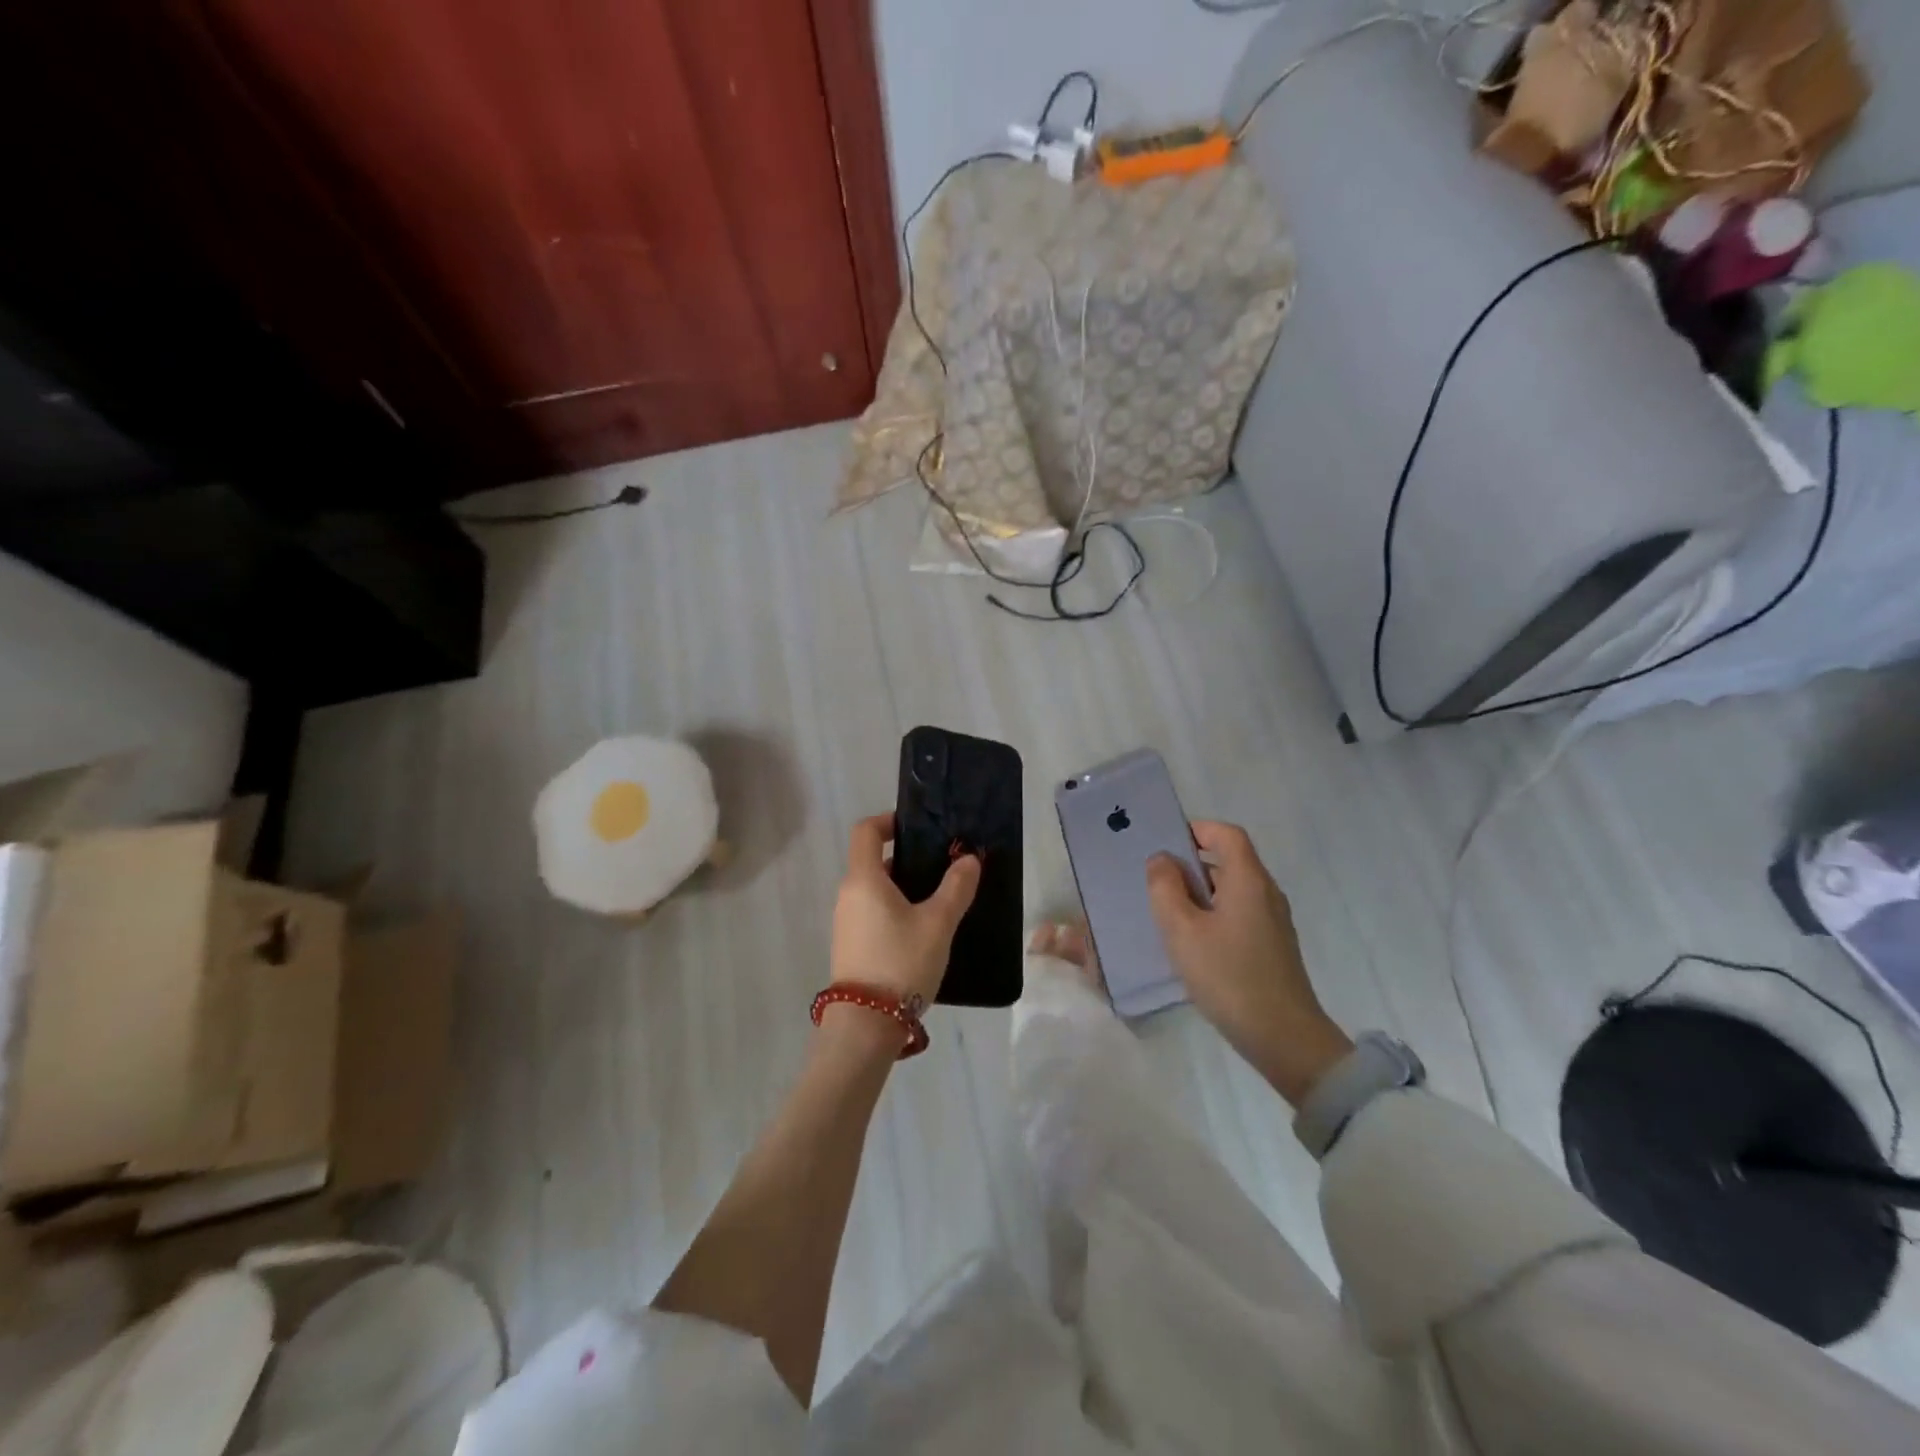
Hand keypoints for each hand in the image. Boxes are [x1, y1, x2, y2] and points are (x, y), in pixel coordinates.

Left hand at [831, 814, 979, 1004]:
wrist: (865, 1026)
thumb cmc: (901, 963)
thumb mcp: (938, 923)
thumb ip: (956, 888)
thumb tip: (968, 859)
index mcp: (863, 879)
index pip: (865, 831)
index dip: (889, 821)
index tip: (918, 829)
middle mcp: (848, 895)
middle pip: (872, 860)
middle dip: (907, 859)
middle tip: (942, 867)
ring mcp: (846, 922)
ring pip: (875, 890)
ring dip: (903, 887)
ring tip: (939, 899)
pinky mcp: (851, 945)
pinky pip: (873, 912)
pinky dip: (895, 909)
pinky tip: (922, 930)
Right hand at [1146, 822, 1353, 1106]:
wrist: (1283, 1037)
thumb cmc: (1228, 975)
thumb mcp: (1182, 930)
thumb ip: (1165, 888)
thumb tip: (1161, 860)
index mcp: (1248, 880)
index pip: (1227, 834)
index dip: (1197, 829)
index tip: (1164, 841)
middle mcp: (1266, 893)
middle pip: (1229, 860)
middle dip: (1191, 862)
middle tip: (1154, 878)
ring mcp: (1273, 921)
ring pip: (1232, 889)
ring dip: (1199, 891)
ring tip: (1165, 909)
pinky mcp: (1271, 946)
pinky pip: (1238, 913)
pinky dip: (1212, 913)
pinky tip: (1190, 939)